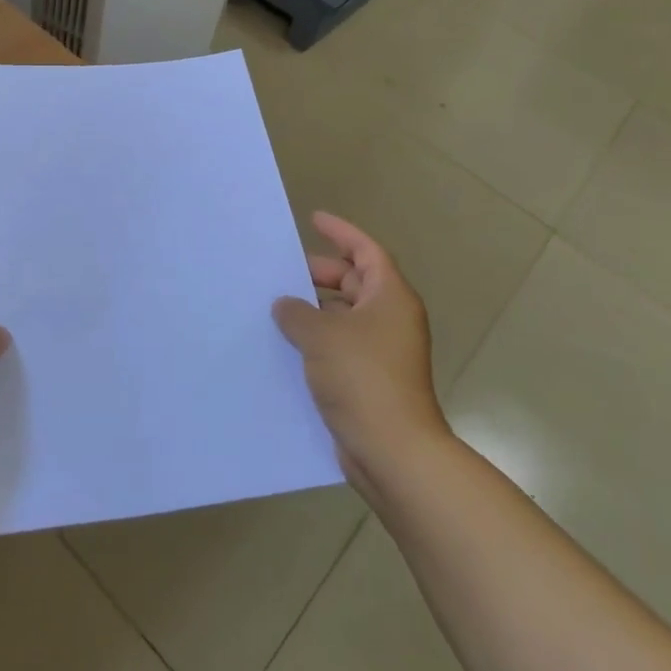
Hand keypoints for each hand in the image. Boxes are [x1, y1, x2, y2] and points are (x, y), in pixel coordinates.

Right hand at [274, 212, 451, 496]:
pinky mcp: (371, 380)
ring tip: (277, 309)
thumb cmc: (362, 378)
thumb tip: (286, 305)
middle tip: (284, 273)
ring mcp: (383, 352)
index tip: (313, 219)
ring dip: (315, 311)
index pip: (366, 251)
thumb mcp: (320, 335)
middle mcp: (391, 320)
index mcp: (390, 297)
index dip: (341, 232)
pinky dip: (318, 340)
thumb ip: (296, 312)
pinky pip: (341, 346)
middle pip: (356, 282)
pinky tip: (287, 346)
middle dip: (321, 274)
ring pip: (345, 317)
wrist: (393, 451)